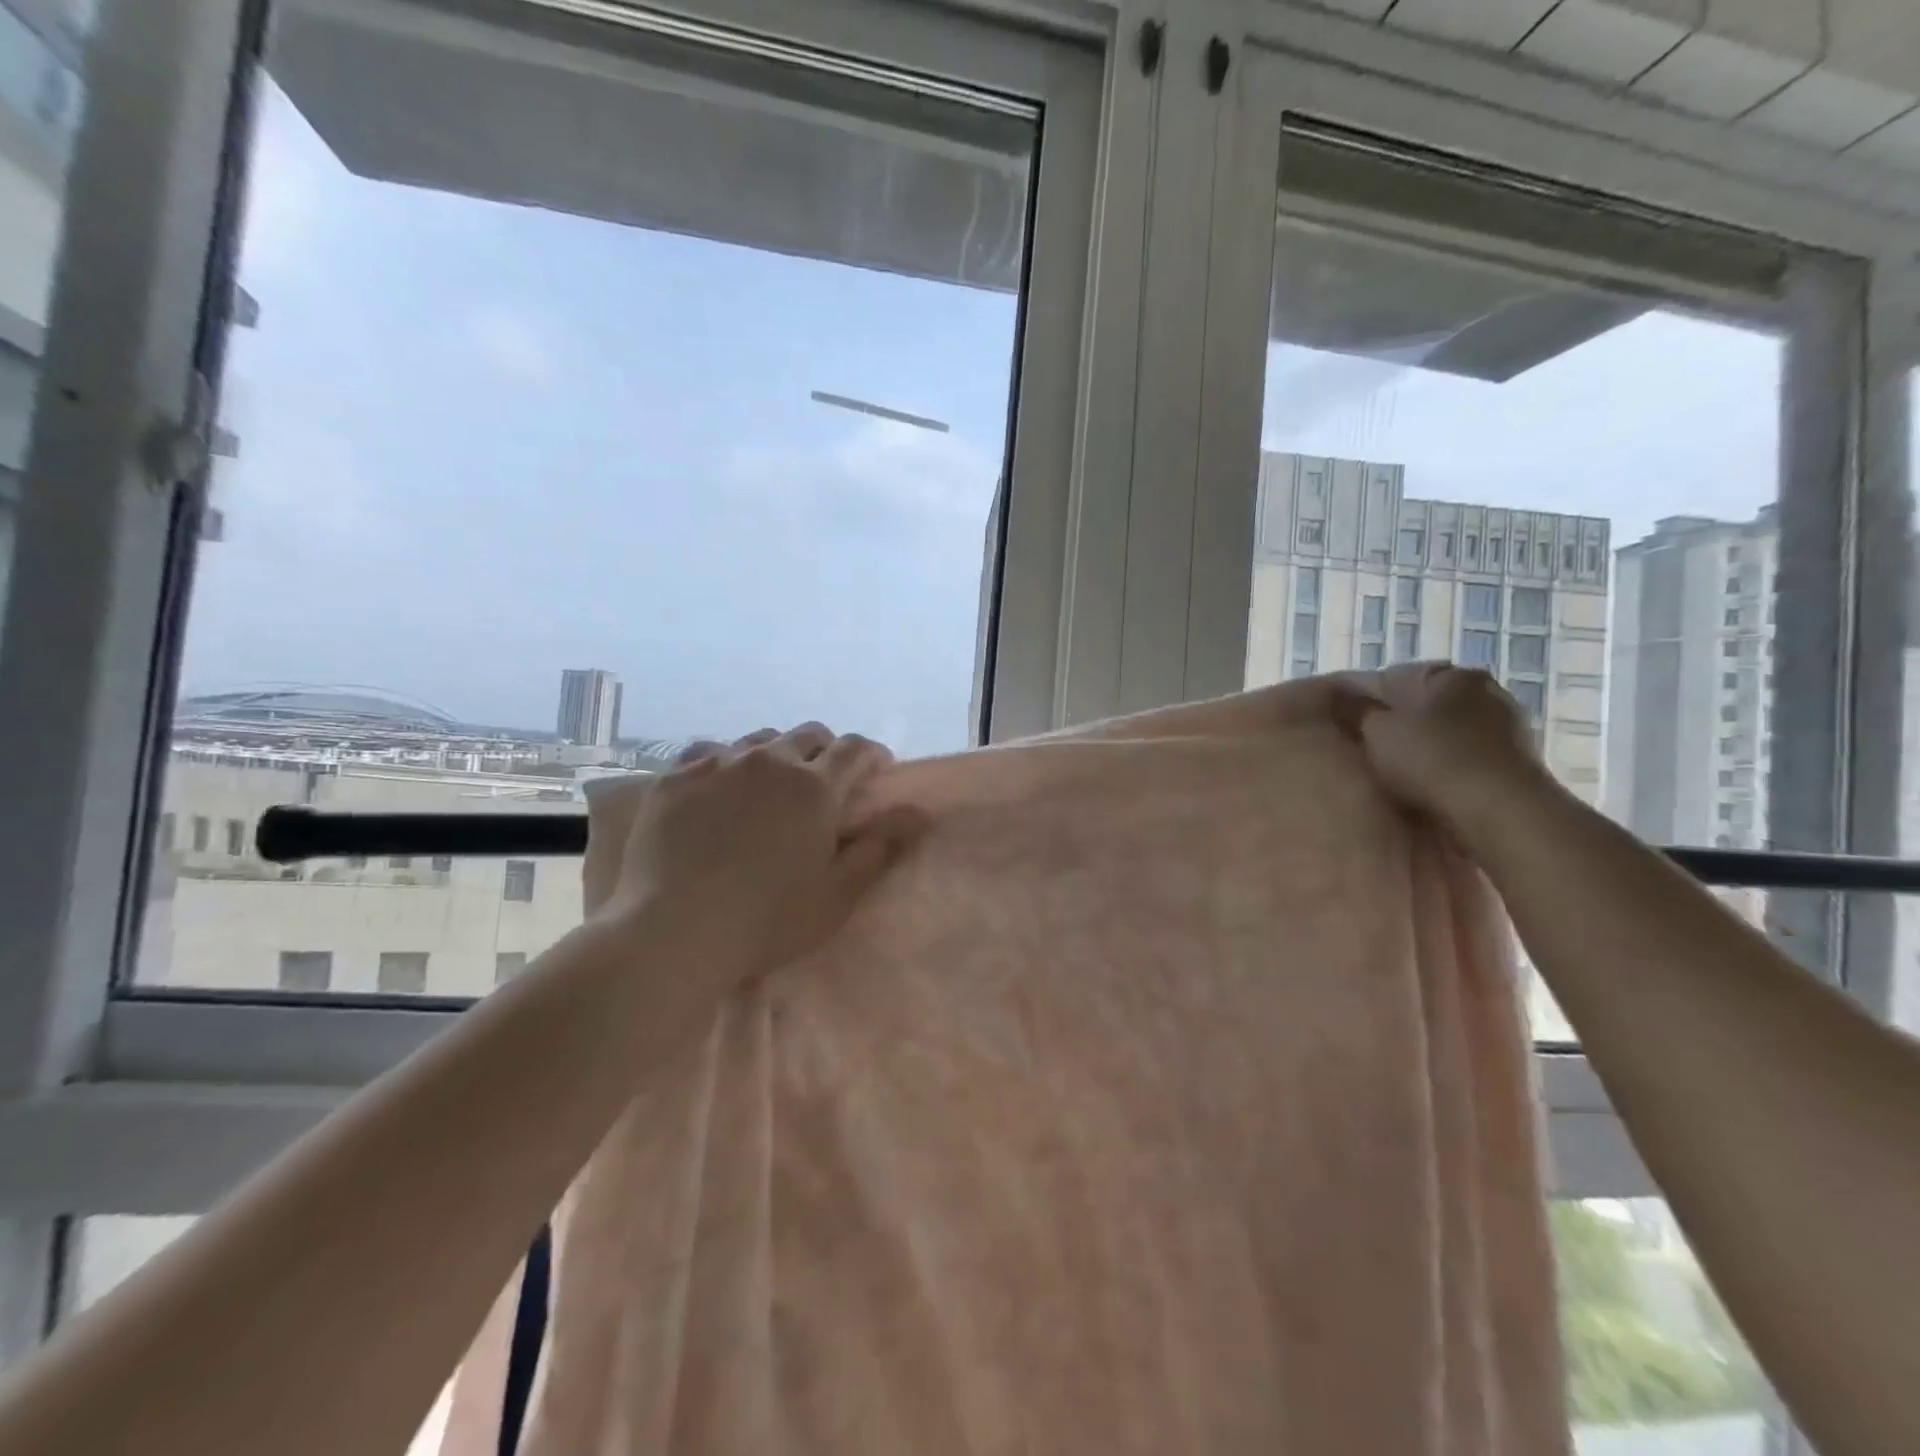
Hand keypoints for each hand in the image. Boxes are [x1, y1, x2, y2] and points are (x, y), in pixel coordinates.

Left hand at [583, 724, 922, 986]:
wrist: (671, 932)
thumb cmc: (766, 921)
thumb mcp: (837, 895)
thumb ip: (880, 848)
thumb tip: (918, 812)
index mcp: (814, 787)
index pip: (854, 749)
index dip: (871, 755)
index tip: (877, 771)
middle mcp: (769, 762)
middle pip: (808, 735)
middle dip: (826, 750)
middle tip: (826, 783)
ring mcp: (717, 764)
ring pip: (759, 740)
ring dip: (777, 754)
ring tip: (771, 785)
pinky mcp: (675, 778)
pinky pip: (710, 752)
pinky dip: (727, 763)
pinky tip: (720, 788)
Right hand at [1335, 663, 1554, 835]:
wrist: (1498, 809)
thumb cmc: (1430, 758)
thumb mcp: (1375, 731)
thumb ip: (1356, 711)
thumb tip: (1340, 698)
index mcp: (1449, 675)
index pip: (1393, 678)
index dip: (1364, 702)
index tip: (1346, 727)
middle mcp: (1485, 690)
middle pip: (1426, 705)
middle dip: (1400, 724)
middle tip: (1370, 751)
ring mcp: (1509, 726)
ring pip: (1450, 731)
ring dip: (1428, 747)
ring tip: (1400, 774)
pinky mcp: (1521, 762)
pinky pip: (1470, 757)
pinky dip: (1450, 766)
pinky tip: (1433, 787)